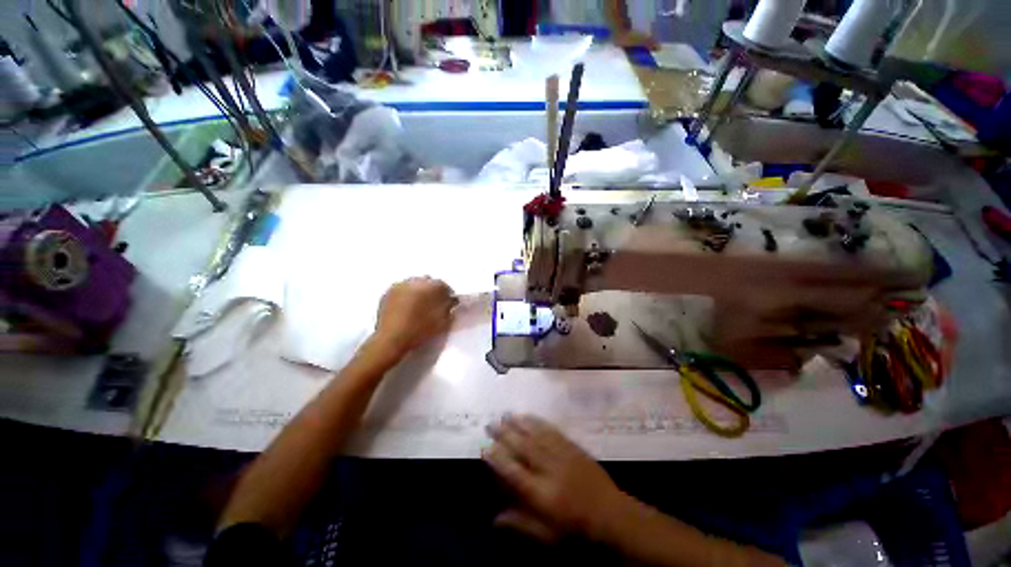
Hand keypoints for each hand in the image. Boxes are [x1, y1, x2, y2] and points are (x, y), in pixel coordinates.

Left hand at [374, 277, 455, 354]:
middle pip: (428, 282)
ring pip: (413, 284)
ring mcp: (400, 285)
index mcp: (433, 286)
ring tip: (417, 306)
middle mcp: (416, 280)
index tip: (446, 304)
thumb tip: (450, 299)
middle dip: (431, 290)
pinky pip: (401, 290)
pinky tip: (404, 307)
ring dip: (417, 291)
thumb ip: (449, 306)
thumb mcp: (443, 321)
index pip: (444, 286)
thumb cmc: (421, 330)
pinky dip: (405, 295)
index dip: (446, 295)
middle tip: (431, 304)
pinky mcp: (388, 292)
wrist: (392, 338)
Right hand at [483, 414, 630, 541]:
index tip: (485, 447)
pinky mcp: (573, 447)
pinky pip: (552, 431)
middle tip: (491, 423)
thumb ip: (521, 525)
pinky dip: (538, 422)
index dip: (498, 459)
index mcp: (542, 495)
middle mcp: (550, 470)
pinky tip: (530, 417)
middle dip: (505, 434)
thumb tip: (494, 519)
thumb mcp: (548, 538)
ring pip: (537, 435)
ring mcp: (563, 455)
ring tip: (506, 415)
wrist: (612, 517)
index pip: (514, 473)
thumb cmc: (578, 532)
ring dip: (520, 423)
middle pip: (524, 448)